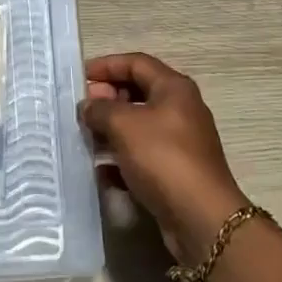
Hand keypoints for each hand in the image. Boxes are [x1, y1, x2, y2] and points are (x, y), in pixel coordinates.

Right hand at [83, 52, 248, 264]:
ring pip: (138, 126)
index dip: (106, 65)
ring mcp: (179, 142)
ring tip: (84, 138)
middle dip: (107, 99)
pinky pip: (142, 156)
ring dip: (110, 130)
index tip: (79, 77)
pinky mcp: (175, 171)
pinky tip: (100, 171)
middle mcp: (180, 109)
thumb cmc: (163, 158)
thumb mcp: (125, 125)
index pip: (136, 63)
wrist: (201, 219)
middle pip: (138, 92)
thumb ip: (100, 109)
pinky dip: (121, 159)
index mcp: (174, 88)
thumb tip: (88, 106)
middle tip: (81, 110)